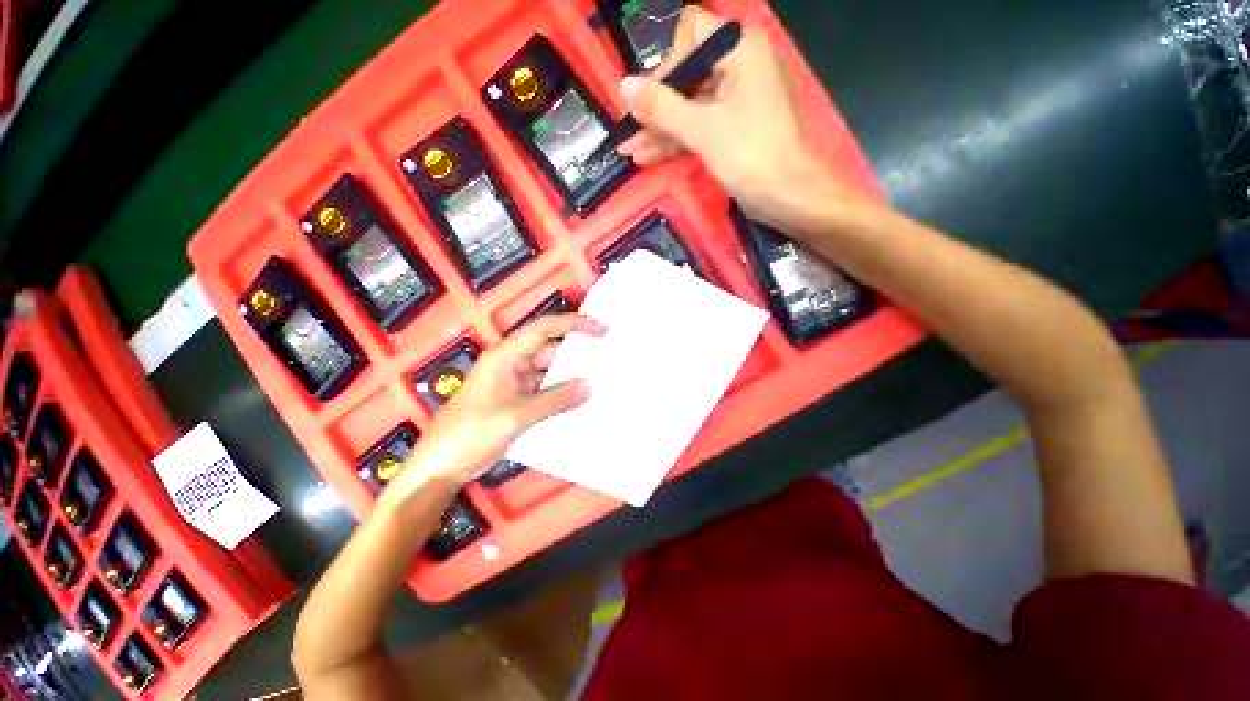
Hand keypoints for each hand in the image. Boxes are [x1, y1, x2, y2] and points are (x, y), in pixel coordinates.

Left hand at [385, 314, 604, 495]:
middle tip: (607, 357)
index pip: (545, 329)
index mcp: (506, 355)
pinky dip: (562, 392)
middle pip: (550, 348)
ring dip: (571, 374)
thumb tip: (590, 386)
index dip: (574, 324)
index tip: (602, 330)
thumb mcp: (516, 416)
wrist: (441, 466)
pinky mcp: (518, 400)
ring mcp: (515, 382)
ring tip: (601, 377)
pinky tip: (581, 399)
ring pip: (549, 370)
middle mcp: (512, 363)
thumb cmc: (470, 433)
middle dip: (577, 351)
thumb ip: (555, 400)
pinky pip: (546, 389)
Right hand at [616, 7, 860, 231]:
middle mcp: (739, 66)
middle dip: (655, 107)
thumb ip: (661, 107)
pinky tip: (648, 156)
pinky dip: (676, 140)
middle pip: (686, 75)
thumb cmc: (749, 155)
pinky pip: (698, 126)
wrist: (785, 195)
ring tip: (629, 151)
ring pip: (689, 106)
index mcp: (739, 49)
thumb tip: (623, 86)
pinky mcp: (733, 128)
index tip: (644, 103)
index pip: (690, 37)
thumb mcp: (701, 129)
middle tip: (627, 132)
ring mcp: (736, 99)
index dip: (664, 68)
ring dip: (660, 129)